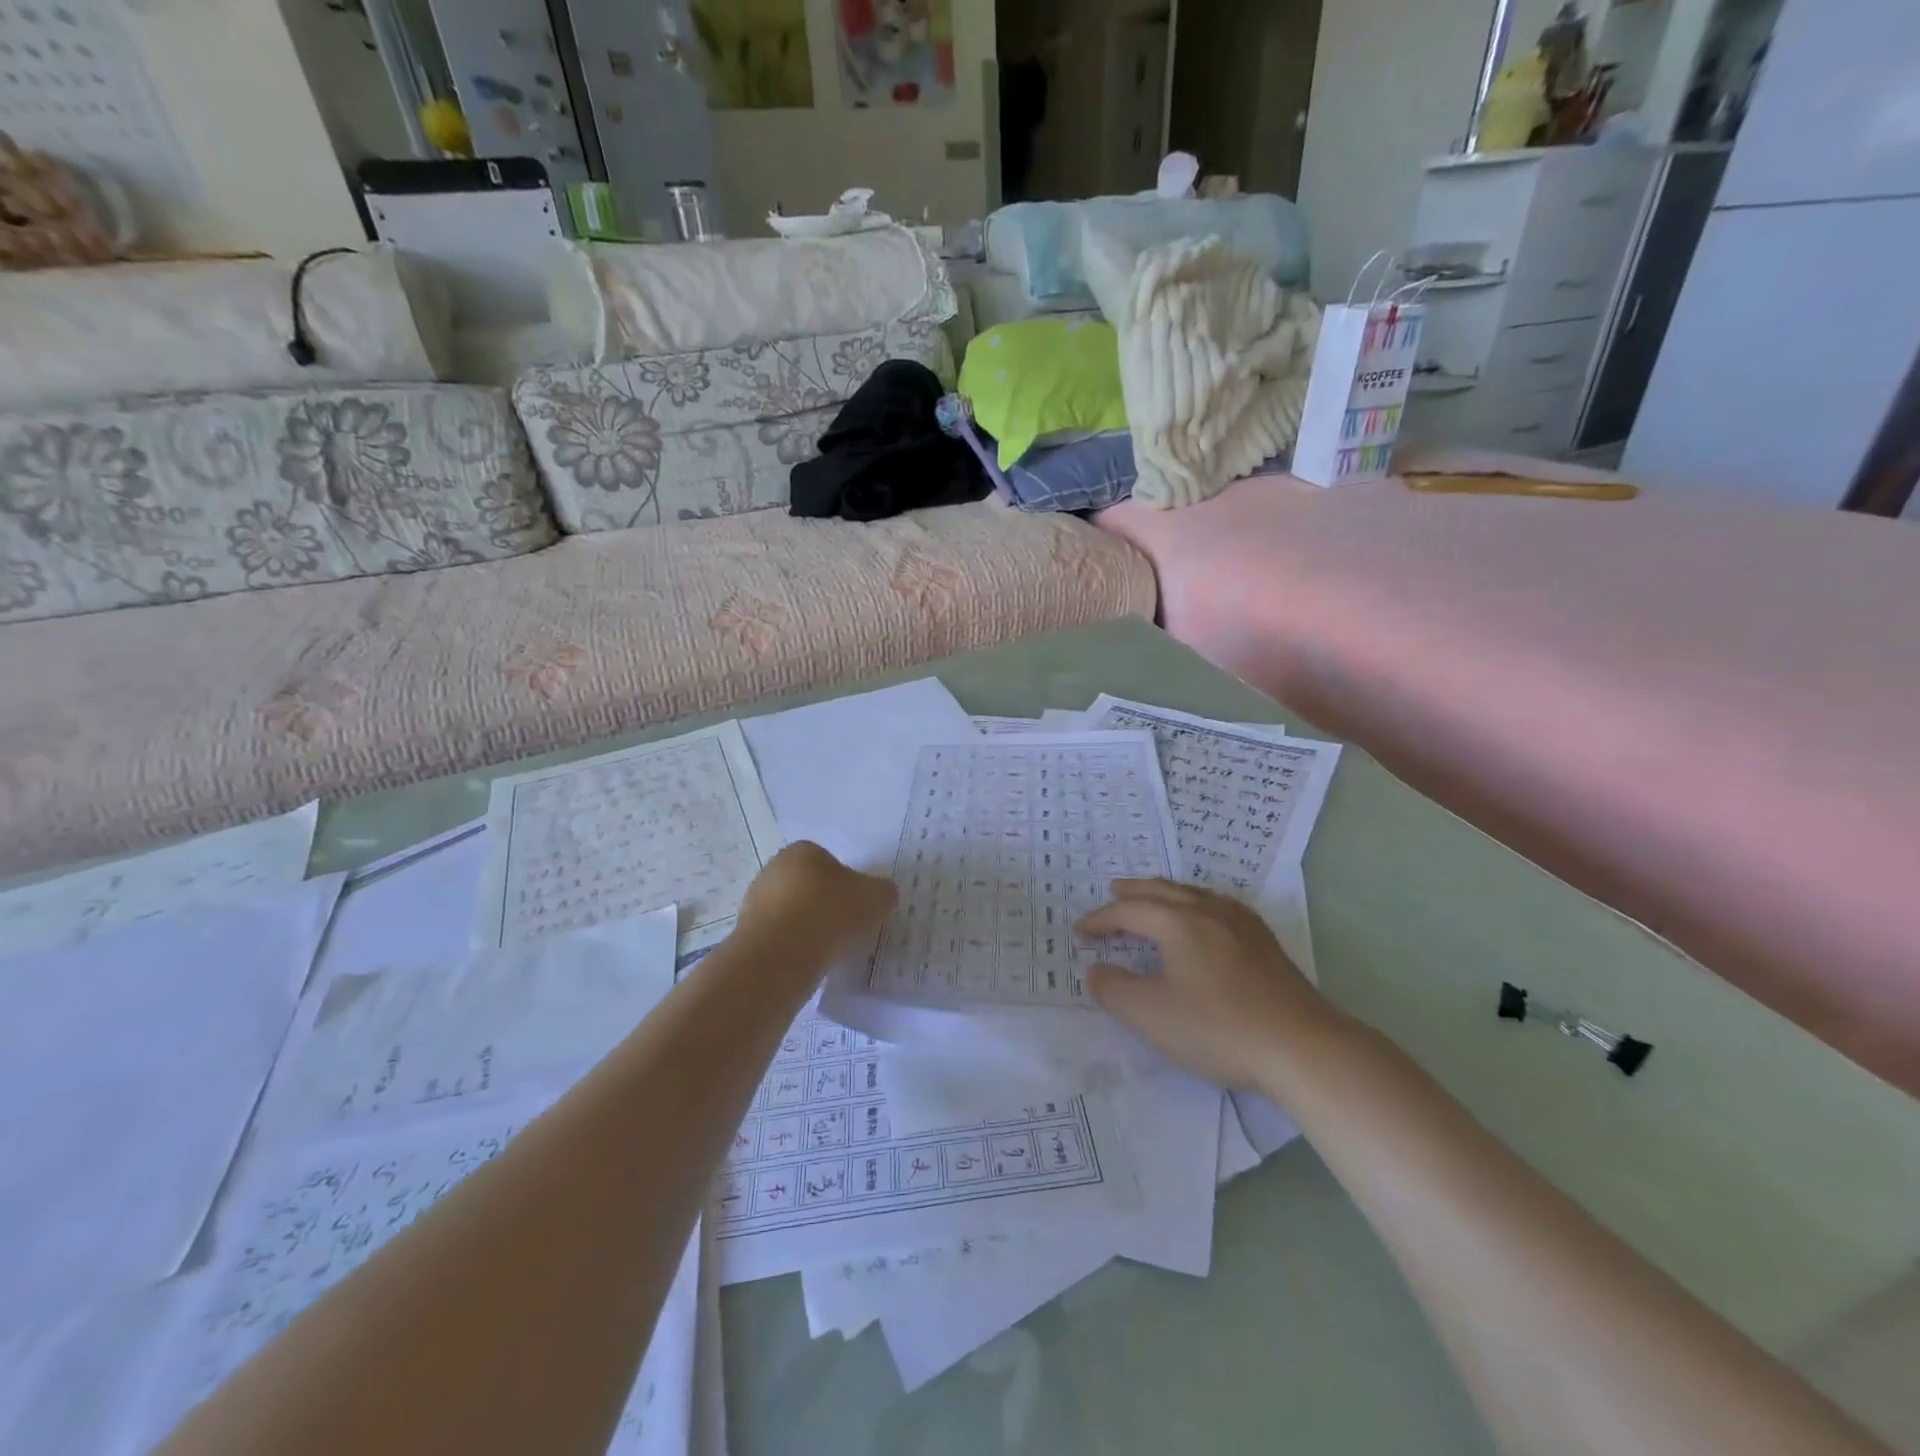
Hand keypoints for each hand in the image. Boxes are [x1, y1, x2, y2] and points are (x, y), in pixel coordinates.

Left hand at [737, 842, 897, 964]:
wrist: (779, 956)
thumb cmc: (829, 913)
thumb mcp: (875, 897)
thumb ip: (883, 891)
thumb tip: (882, 894)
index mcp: (802, 850)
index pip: (830, 862)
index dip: (848, 884)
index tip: (859, 906)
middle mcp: (774, 869)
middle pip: (809, 886)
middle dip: (826, 905)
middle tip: (848, 928)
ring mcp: (756, 902)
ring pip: (794, 913)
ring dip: (810, 928)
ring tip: (830, 950)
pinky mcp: (747, 934)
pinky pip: (781, 938)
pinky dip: (795, 948)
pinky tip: (809, 962)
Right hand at [1076, 879, 1338, 1090]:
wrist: (1302, 1047)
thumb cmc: (1219, 1029)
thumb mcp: (1151, 1015)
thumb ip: (1114, 989)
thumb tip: (1096, 969)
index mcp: (1178, 923)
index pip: (1129, 911)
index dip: (1100, 919)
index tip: (1079, 932)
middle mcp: (1209, 912)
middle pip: (1163, 891)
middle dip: (1134, 891)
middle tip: (1113, 889)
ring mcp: (1243, 925)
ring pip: (1195, 894)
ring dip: (1167, 893)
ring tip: (1155, 896)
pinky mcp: (1266, 944)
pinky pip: (1221, 906)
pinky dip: (1198, 903)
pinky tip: (1208, 916)